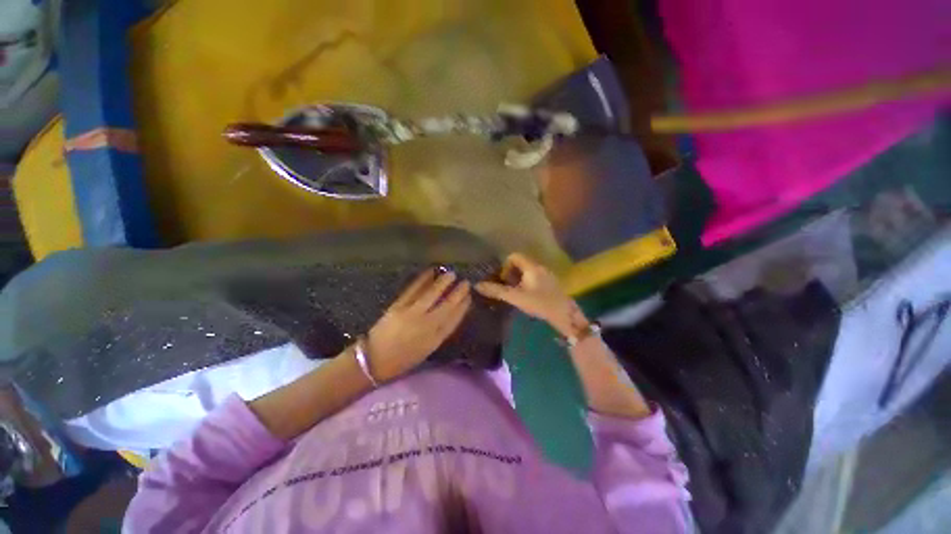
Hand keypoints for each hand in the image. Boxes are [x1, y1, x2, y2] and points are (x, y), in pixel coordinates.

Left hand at [365, 269, 471, 380]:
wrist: (374, 360)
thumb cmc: (402, 358)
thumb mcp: (426, 349)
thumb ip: (439, 333)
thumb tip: (451, 315)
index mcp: (435, 339)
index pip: (454, 319)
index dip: (463, 307)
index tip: (470, 297)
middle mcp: (426, 325)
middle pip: (446, 305)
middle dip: (458, 293)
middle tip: (466, 282)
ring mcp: (412, 313)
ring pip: (432, 295)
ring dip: (443, 283)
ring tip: (451, 273)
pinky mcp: (398, 306)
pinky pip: (413, 290)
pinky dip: (422, 279)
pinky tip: (430, 272)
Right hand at [475, 253, 587, 336]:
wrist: (564, 315)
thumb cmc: (540, 303)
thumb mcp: (516, 297)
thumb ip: (497, 291)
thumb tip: (478, 285)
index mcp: (531, 267)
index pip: (514, 256)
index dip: (505, 266)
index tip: (502, 280)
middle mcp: (540, 267)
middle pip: (520, 263)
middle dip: (510, 273)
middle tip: (506, 287)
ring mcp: (547, 275)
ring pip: (527, 271)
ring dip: (518, 279)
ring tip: (514, 293)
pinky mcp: (550, 283)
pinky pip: (534, 278)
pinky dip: (526, 283)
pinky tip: (526, 296)